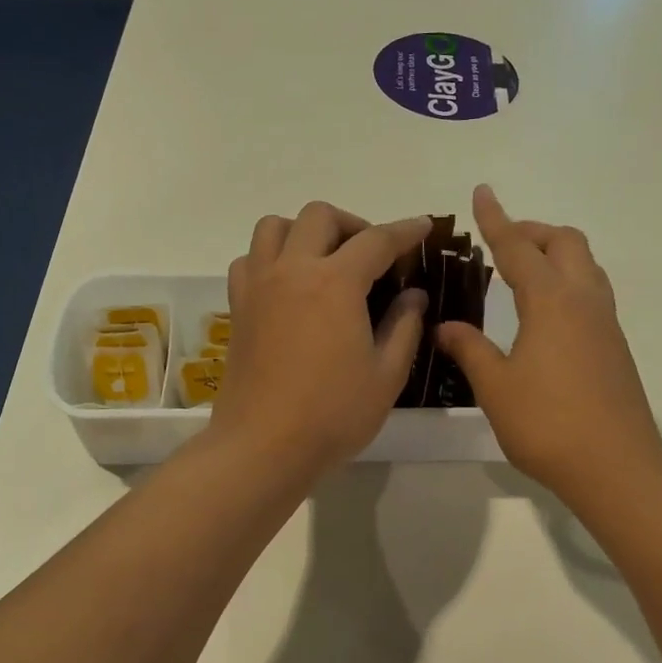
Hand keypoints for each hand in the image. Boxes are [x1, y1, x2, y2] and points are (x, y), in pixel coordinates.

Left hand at [211, 202, 432, 478]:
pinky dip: (270, 257)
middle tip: (372, 256)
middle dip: (353, 224)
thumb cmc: (333, 414)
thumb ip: (404, 326)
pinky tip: (288, 285)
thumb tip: (414, 295)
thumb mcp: (386, 374)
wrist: (263, 446)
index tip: (423, 227)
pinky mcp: (237, 307)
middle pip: (319, 216)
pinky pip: (249, 259)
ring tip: (325, 261)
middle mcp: (292, 270)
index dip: (406, 231)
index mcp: (335, 282)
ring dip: (304, 232)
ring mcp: (258, 286)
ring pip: (274, 227)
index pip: (377, 240)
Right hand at [435, 185, 661, 506]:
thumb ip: (469, 349)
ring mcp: (605, 323)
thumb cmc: (548, 423)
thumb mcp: (495, 386)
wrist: (617, 468)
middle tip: (502, 244)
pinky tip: (543, 314)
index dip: (496, 219)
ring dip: (554, 254)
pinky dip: (566, 282)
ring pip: (585, 265)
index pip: (518, 248)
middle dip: (533, 232)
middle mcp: (584, 301)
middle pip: (566, 242)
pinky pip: (591, 292)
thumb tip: (446, 326)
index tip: (482, 191)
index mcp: (551, 301)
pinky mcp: (615, 346)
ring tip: (521, 273)